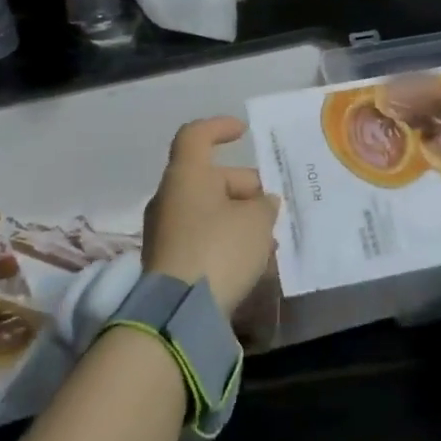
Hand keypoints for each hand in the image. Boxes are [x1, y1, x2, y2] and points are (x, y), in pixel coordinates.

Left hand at [143, 117, 281, 320]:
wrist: (179, 311)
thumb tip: (262, 203)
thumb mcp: (257, 221)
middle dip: (246, 189)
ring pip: (209, 211)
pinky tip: (254, 263)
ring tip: (271, 239)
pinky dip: (227, 242)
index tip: (243, 132)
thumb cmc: (219, 249)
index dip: (220, 128)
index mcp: (186, 175)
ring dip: (240, 219)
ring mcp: (166, 231)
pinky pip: (203, 239)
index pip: (196, 136)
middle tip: (274, 208)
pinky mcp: (169, 261)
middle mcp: (170, 197)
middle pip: (211, 179)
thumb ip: (265, 204)